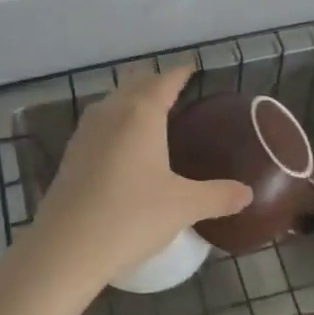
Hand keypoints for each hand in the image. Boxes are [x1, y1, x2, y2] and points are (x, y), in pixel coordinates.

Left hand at [30, 67, 252, 297]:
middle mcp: (112, 111)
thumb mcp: (183, 207)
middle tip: (176, 91)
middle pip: (136, 83)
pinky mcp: (72, 152)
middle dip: (156, 81)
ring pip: (114, 101)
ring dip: (132, 99)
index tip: (192, 68)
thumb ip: (218, 196)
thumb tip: (247, 193)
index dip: (181, 72)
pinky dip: (116, 120)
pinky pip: (100, 122)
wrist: (66, 246)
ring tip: (152, 114)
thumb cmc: (131, 217)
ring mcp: (87, 130)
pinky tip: (124, 145)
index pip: (165, 80)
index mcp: (141, 112)